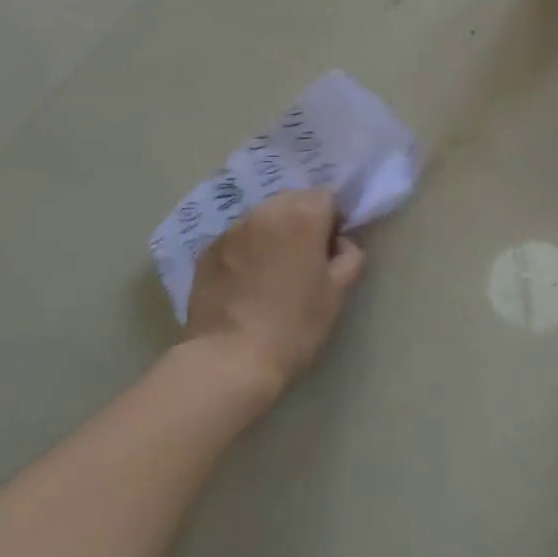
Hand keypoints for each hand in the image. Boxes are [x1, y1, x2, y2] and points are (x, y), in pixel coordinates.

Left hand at [184, 189, 366, 404]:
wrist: (229, 359)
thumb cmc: (294, 325)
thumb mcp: (338, 293)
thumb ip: (350, 257)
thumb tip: (340, 244)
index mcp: (302, 215)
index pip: (328, 196)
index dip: (334, 220)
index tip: (331, 249)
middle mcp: (266, 211)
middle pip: (293, 200)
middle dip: (303, 220)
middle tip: (305, 259)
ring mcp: (232, 229)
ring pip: (263, 217)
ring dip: (274, 232)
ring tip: (274, 270)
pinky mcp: (207, 249)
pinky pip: (238, 237)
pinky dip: (248, 248)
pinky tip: (247, 281)